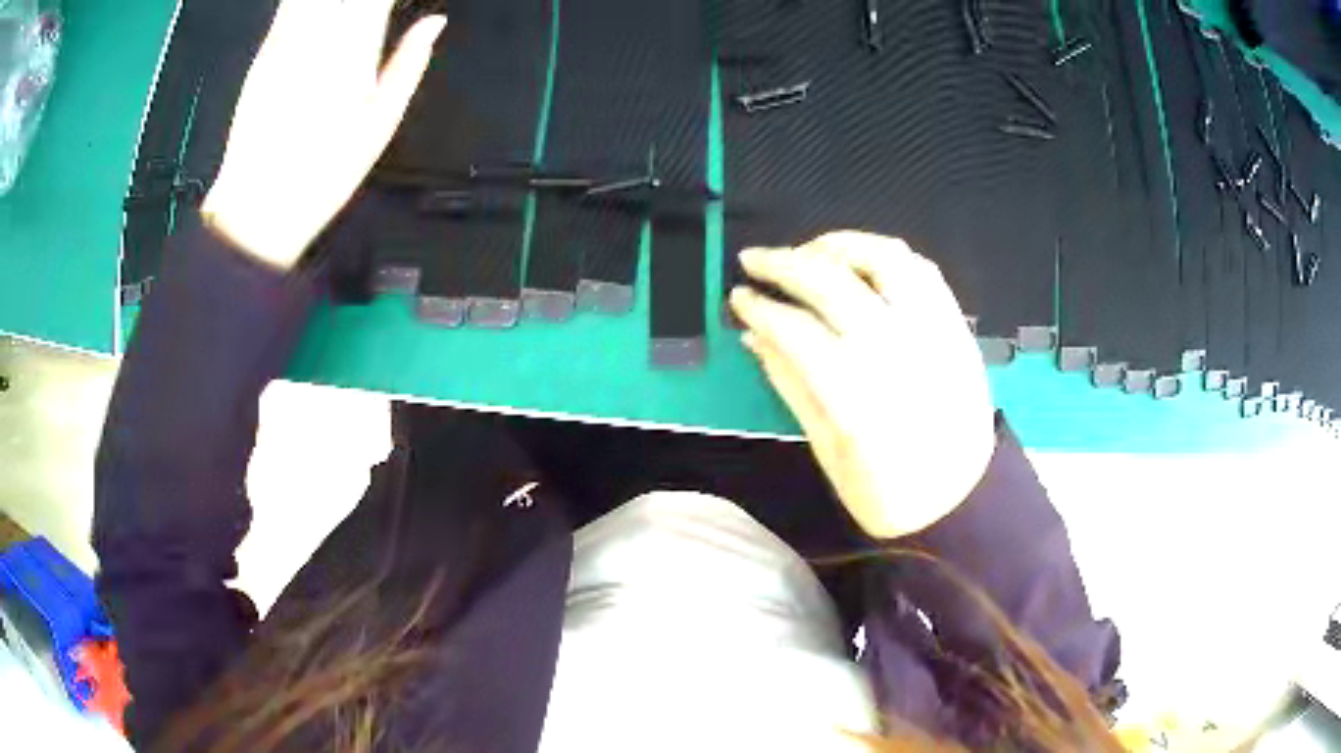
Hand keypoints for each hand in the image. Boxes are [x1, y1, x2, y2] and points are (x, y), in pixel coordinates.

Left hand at [200, 0, 445, 269]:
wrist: (255, 208)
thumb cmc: (324, 174)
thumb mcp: (381, 124)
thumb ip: (410, 63)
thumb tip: (436, 22)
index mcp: (355, 48)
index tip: (404, 3)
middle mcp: (318, 34)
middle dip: (365, 1)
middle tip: (381, 11)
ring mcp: (285, 41)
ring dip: (339, 4)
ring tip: (353, 17)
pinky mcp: (263, 52)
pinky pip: (291, 8)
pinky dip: (309, 8)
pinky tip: (324, 19)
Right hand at [729, 232, 996, 538]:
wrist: (961, 502)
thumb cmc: (887, 493)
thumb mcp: (826, 450)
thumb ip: (790, 385)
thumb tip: (754, 336)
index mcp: (856, 396)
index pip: (795, 329)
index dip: (759, 307)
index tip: (738, 298)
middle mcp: (896, 351)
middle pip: (832, 282)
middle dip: (784, 263)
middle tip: (755, 260)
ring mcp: (932, 333)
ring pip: (884, 259)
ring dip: (839, 245)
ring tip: (810, 252)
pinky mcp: (956, 328)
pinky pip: (924, 271)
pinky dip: (887, 257)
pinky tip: (862, 265)